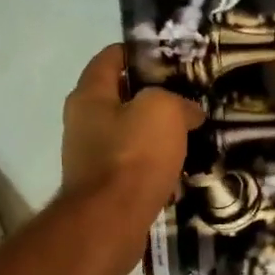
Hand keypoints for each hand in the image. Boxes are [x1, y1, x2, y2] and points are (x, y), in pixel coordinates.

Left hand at [60, 44, 205, 270]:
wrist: (110, 223)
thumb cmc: (132, 156)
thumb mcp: (163, 110)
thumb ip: (177, 102)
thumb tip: (189, 112)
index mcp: (89, 96)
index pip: (110, 58)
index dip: (139, 51)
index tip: (170, 55)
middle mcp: (83, 124)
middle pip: (120, 98)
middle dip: (153, 96)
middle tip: (188, 97)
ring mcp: (90, 159)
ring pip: (129, 135)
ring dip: (156, 134)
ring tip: (191, 134)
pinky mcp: (104, 190)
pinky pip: (133, 168)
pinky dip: (154, 167)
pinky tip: (180, 172)